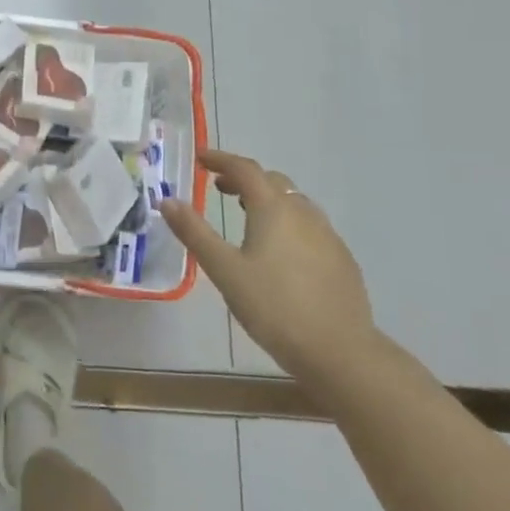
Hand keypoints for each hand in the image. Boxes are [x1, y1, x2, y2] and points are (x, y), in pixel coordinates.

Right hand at [159, 150, 375, 379]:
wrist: (339, 351)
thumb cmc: (273, 307)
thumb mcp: (224, 270)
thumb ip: (195, 232)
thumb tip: (167, 200)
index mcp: (273, 209)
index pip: (245, 169)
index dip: (220, 159)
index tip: (200, 159)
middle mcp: (303, 213)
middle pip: (272, 181)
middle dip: (244, 179)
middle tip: (218, 188)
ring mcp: (328, 236)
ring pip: (294, 203)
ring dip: (268, 199)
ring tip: (247, 215)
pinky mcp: (342, 260)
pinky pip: (310, 226)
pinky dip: (288, 222)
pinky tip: (280, 251)